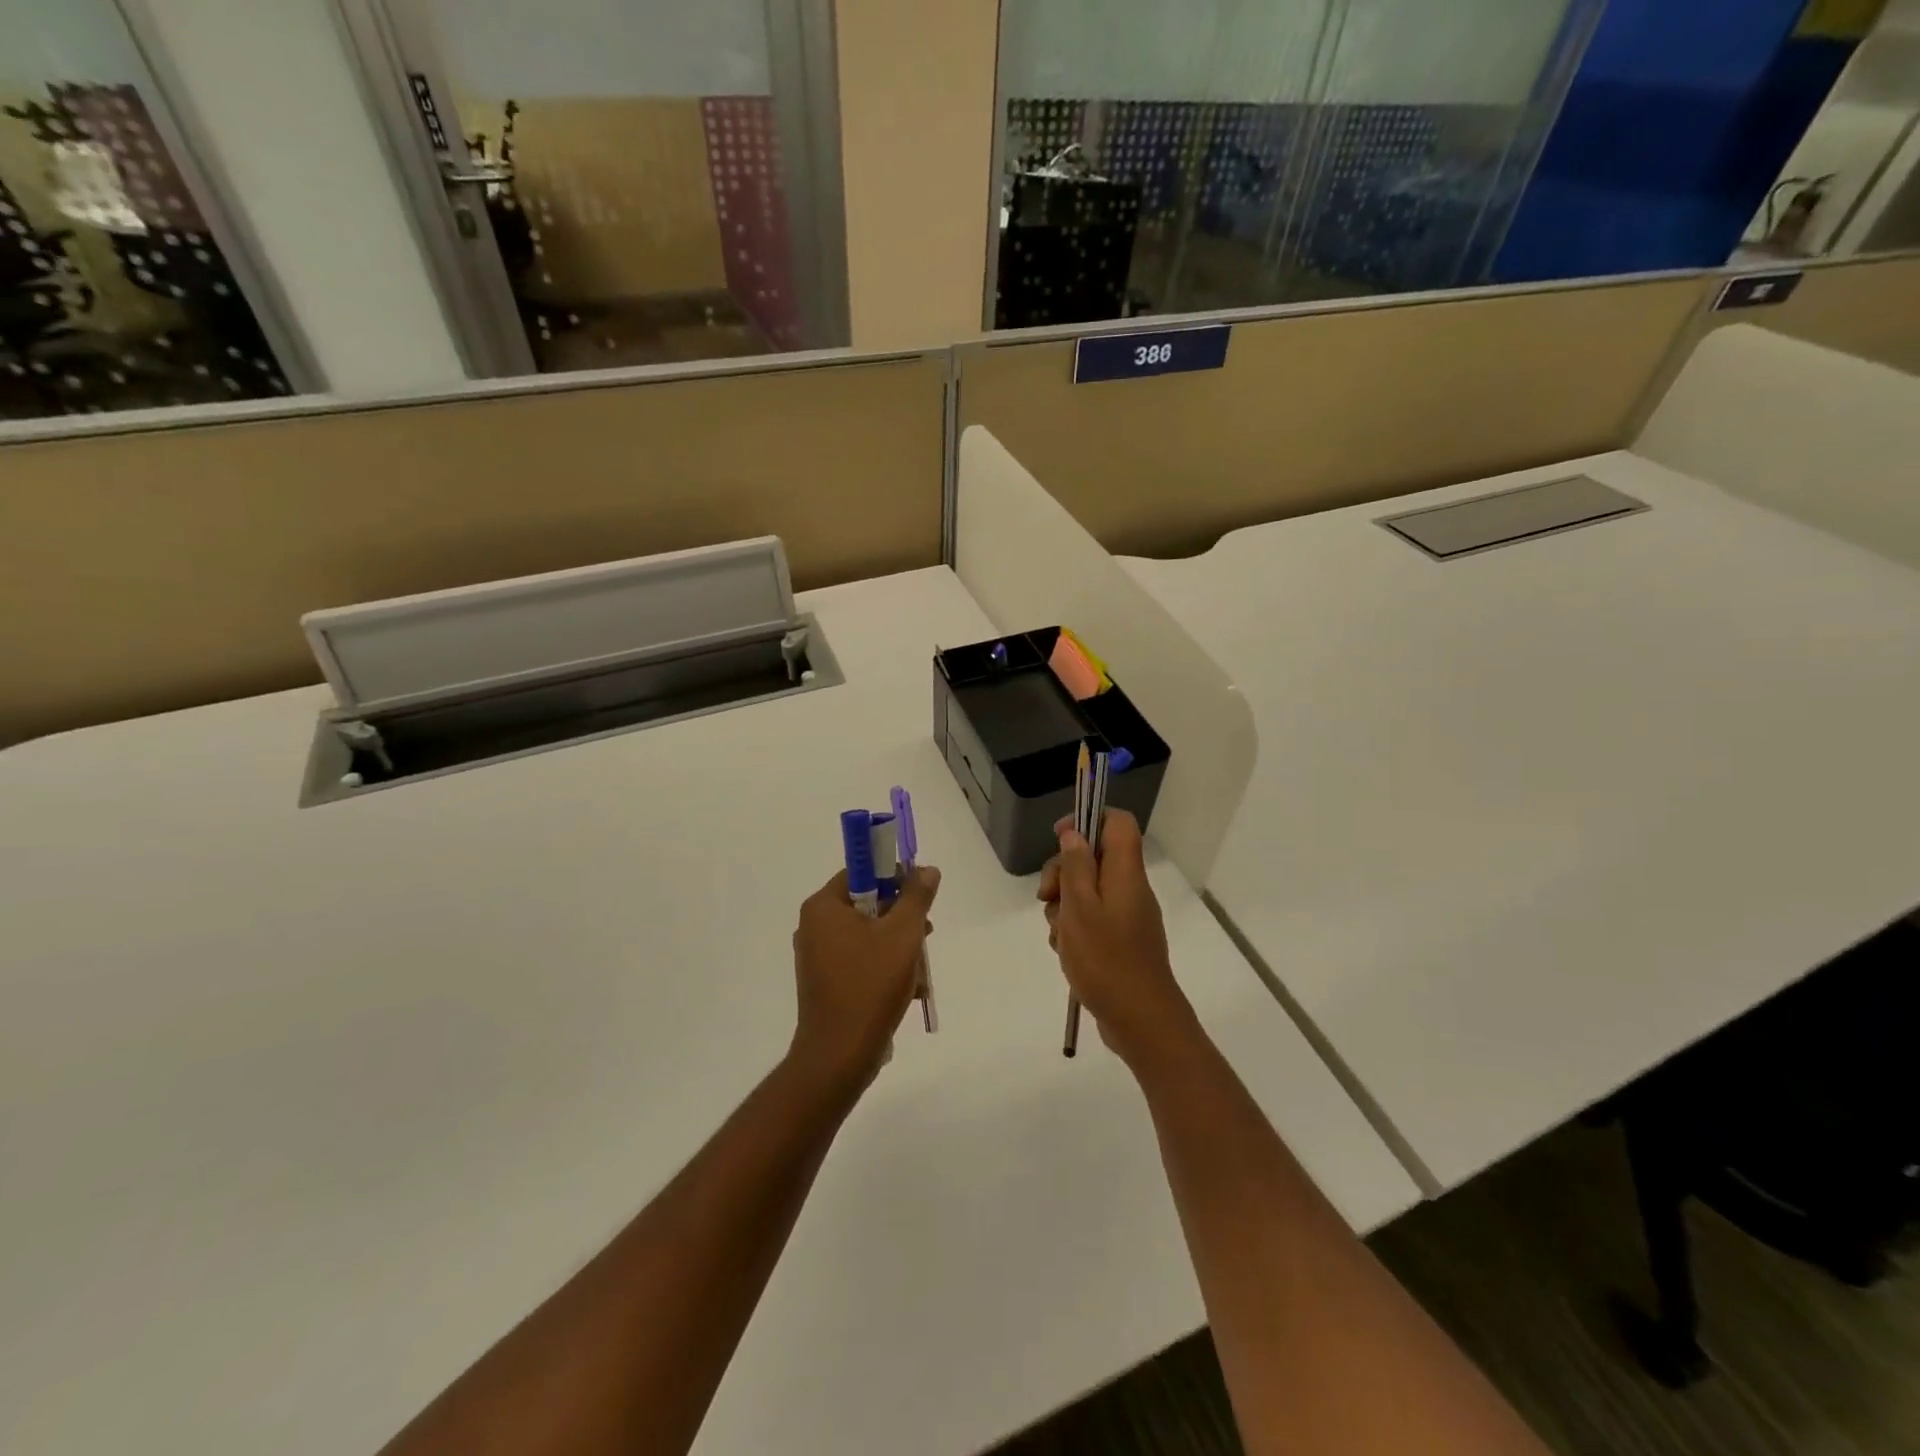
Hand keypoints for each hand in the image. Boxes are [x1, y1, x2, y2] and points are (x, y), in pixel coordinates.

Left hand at [789, 866, 940, 1093]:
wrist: (840, 1055)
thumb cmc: (870, 985)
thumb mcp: (903, 934)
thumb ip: (916, 897)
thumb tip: (927, 870)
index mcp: (823, 907)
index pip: (862, 872)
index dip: (895, 878)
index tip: (920, 896)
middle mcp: (814, 926)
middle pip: (868, 905)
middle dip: (902, 920)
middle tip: (925, 935)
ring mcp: (817, 956)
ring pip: (869, 936)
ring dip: (899, 947)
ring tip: (921, 970)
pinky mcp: (825, 982)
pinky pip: (860, 960)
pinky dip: (885, 968)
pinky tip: (909, 990)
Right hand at [1038, 810, 1196, 1069]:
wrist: (1141, 1021)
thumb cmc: (1106, 960)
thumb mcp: (1080, 908)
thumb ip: (1075, 866)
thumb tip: (1074, 834)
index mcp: (1126, 873)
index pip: (1117, 822)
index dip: (1087, 819)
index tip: (1058, 838)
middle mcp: (1130, 889)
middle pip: (1094, 858)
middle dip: (1063, 873)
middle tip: (1046, 897)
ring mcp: (1126, 917)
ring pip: (1087, 892)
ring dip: (1064, 907)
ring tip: (1059, 935)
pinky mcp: (1120, 942)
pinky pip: (1091, 921)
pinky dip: (1074, 930)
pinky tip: (1066, 952)